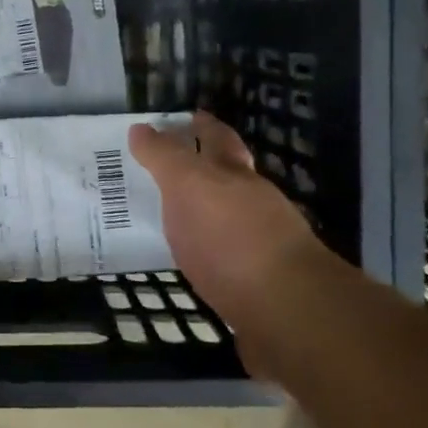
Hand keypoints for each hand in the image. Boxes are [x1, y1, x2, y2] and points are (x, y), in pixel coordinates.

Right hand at [130, 111, 339, 374]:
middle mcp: (254, 205)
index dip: (201, 126)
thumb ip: (164, 158)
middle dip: (208, 169)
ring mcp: (261, 248)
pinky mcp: (258, 289)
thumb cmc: (230, 237)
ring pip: (230, 220)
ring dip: (207, 216)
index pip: (217, 139)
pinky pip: (227, 262)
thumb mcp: (188, 186)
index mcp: (235, 176)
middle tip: (174, 166)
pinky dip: (210, 257)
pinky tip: (194, 266)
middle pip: (229, 178)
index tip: (186, 117)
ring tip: (175, 219)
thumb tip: (140, 128)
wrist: (286, 311)